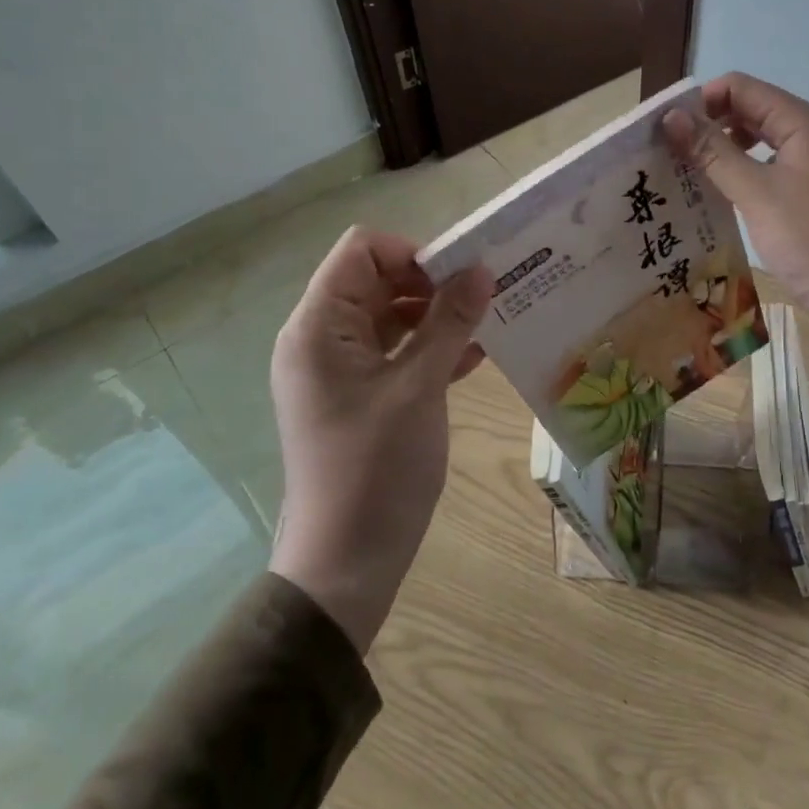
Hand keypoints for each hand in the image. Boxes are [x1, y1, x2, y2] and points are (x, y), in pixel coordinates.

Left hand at [267, 227, 491, 652]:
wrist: (347, 559)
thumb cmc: (377, 467)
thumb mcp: (419, 387)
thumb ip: (449, 322)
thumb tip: (481, 269)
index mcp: (319, 327)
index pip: (361, 250)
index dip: (413, 253)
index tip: (460, 279)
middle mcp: (322, 338)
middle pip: (377, 279)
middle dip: (432, 282)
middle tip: (485, 298)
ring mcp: (339, 369)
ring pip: (391, 316)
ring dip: (437, 316)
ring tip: (488, 324)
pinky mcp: (359, 395)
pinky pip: (396, 352)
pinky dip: (431, 347)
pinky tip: (474, 359)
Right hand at [664, 73, 808, 404]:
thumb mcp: (757, 194)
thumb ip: (713, 152)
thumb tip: (671, 117)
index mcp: (805, 121)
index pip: (741, 87)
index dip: (701, 101)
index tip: (665, 132)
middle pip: (752, 109)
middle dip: (710, 125)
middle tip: (670, 155)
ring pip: (762, 140)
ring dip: (726, 150)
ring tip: (690, 175)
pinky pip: (773, 166)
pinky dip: (746, 172)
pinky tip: (723, 195)